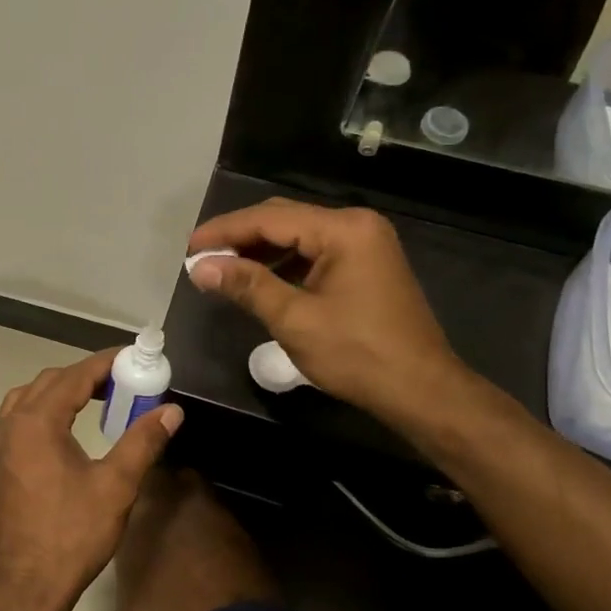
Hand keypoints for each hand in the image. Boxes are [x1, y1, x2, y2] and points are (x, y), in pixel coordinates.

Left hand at [0, 350, 181, 610]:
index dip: (104, 363)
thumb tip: (171, 410)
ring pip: (21, 401)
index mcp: (37, 422)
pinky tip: (45, 436)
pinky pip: (6, 426)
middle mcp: (8, 426)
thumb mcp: (116, 486)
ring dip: (53, 394)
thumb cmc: (71, 535)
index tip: (130, 357)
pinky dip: (29, 417)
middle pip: (47, 383)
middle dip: (81, 377)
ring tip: (85, 403)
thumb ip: (143, 441)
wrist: (22, 588)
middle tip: (117, 384)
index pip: (74, 376)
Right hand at [186, 199, 470, 429]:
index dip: (225, 231)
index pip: (270, 219)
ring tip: (222, 270)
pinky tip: (258, 281)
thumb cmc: (358, 355)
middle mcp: (356, 226)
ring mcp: (364, 244)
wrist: (421, 391)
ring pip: (298, 236)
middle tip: (201, 258)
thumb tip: (201, 266)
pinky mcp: (365, 265)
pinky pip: (314, 253)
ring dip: (260, 252)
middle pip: (284, 220)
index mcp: (343, 230)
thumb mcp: (295, 320)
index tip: (189, 247)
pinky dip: (283, 265)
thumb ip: (247, 286)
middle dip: (240, 238)